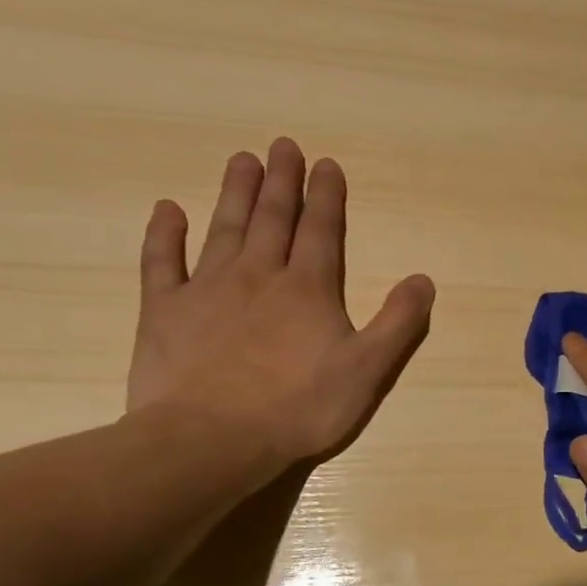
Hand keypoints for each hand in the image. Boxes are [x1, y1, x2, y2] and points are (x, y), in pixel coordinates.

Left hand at [126, 137, 433, 472]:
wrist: (210, 440)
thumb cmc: (298, 407)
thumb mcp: (367, 370)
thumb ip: (398, 323)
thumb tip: (423, 280)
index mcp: (308, 289)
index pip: (322, 230)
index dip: (327, 196)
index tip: (327, 163)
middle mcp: (259, 276)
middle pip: (273, 218)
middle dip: (282, 181)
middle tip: (283, 145)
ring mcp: (207, 289)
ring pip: (225, 228)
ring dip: (236, 193)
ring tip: (243, 160)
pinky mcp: (165, 311)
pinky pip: (163, 262)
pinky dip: (164, 234)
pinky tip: (168, 209)